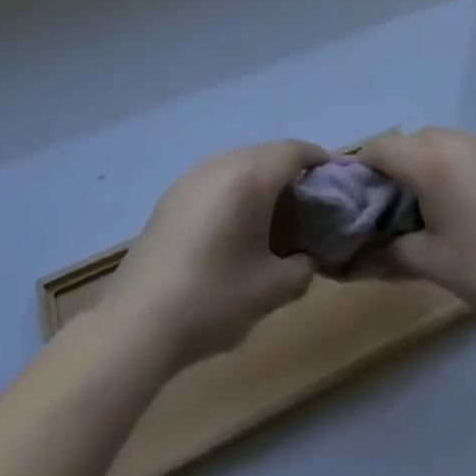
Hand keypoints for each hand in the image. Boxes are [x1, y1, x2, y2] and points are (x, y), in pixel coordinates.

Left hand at [98, 139, 326, 370]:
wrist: (137, 324)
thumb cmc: (213, 300)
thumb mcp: (272, 290)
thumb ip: (303, 267)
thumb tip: (305, 257)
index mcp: (250, 177)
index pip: (296, 151)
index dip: (321, 161)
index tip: (338, 181)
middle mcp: (221, 164)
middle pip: (268, 153)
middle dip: (293, 172)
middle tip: (310, 205)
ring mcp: (192, 177)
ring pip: (240, 163)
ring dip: (263, 180)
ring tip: (274, 217)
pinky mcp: (172, 195)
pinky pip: (217, 178)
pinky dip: (236, 190)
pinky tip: (236, 227)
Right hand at [355, 128, 475, 323]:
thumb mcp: (431, 262)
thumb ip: (391, 249)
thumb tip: (366, 250)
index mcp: (430, 160)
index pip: (382, 148)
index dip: (364, 167)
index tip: (361, 195)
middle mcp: (458, 140)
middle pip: (414, 140)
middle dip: (400, 165)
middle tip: (400, 206)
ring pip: (446, 142)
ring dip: (433, 163)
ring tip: (441, 205)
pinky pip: (475, 151)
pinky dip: (463, 167)